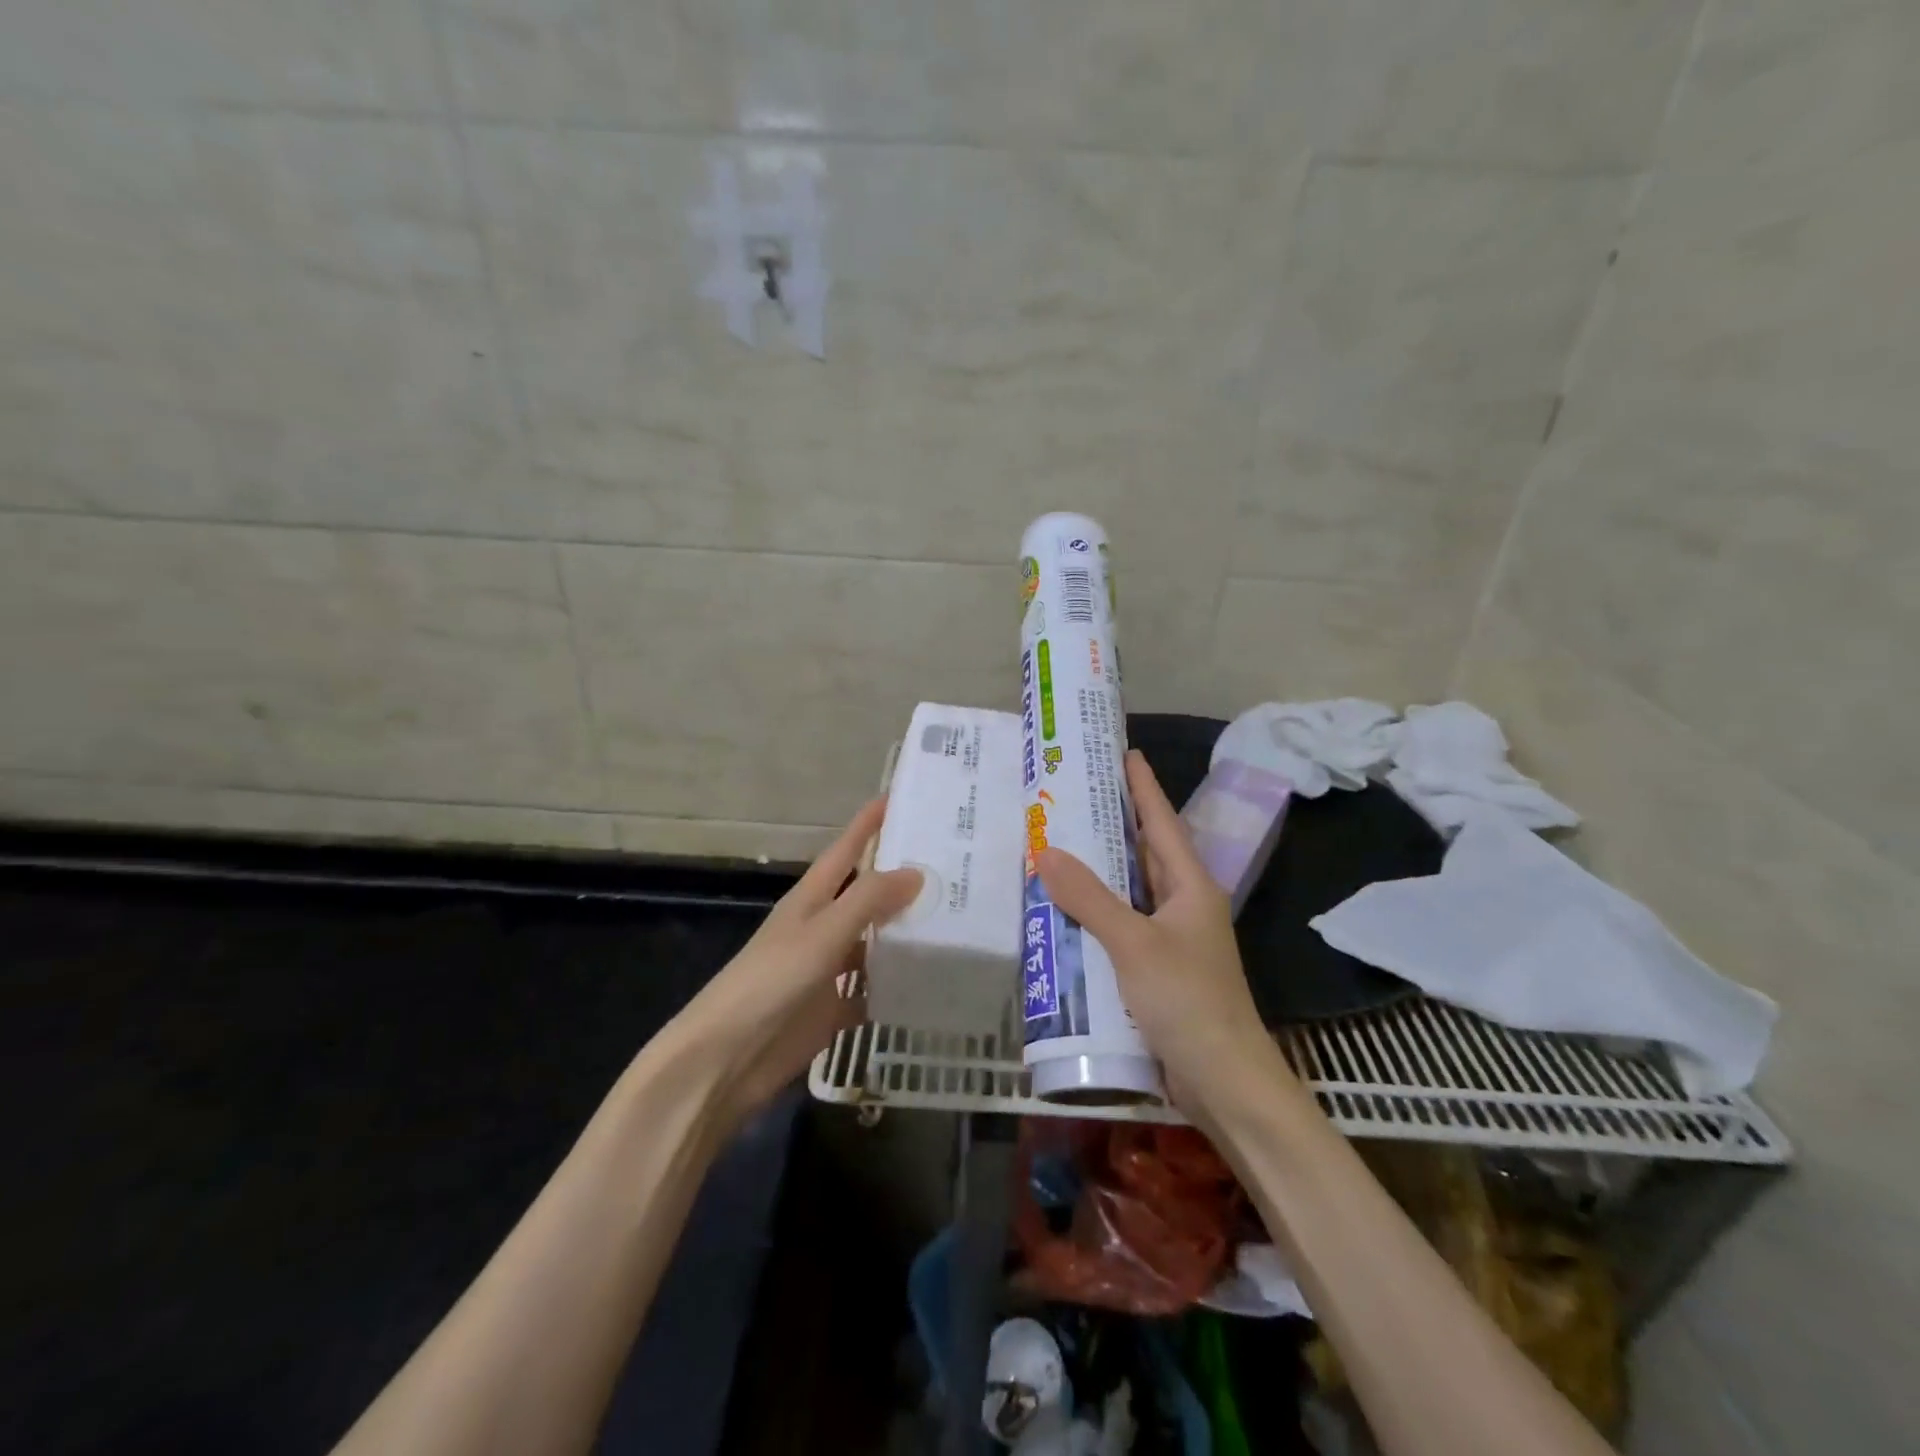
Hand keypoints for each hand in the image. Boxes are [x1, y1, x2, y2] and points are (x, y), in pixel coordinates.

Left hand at [669, 798, 921, 1130]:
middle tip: (953, 863)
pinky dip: (898, 986)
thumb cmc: (769, 983)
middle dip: (902, 877)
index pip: (847, 849)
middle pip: (866, 893)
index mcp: (811, 899)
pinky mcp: (833, 1010)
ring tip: (957, 919)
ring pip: (874, 942)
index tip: (901, 796)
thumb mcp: (822, 933)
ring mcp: (827, 970)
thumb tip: (918, 872)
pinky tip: (933, 983)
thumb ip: (868, 900)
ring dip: (906, 932)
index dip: (869, 823)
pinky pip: (873, 990)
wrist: (725, 1060)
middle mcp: (822, 927)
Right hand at [1035, 751, 1289, 1112]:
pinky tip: (1066, 909)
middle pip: (1147, 852)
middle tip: (1074, 795)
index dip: (1144, 787)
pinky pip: (1122, 925)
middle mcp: (1184, 904)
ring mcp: (1172, 938)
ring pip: (1132, 890)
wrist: (1225, 1081)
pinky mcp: (1158, 969)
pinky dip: (1097, 912)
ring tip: (1060, 842)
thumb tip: (1045, 850)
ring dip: (1102, 869)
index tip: (1125, 753)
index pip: (1162, 823)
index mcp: (1191, 886)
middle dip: (1115, 822)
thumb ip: (1089, 898)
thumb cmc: (1188, 1001)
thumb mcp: (1134, 944)